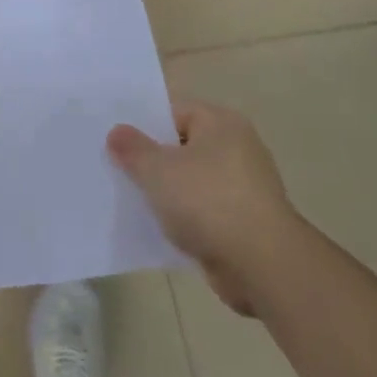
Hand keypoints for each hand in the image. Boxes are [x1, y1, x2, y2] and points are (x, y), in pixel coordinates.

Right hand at [108, 100, 300, 316]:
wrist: (262, 266)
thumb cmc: (208, 202)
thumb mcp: (157, 170)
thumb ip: (132, 148)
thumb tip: (117, 132)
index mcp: (221, 123)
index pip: (173, 111)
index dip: (142, 123)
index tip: (114, 139)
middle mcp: (237, 148)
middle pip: (182, 146)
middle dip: (151, 158)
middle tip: (115, 167)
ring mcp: (243, 187)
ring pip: (191, 180)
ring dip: (166, 191)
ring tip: (129, 197)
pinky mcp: (243, 221)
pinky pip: (202, 210)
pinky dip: (183, 217)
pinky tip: (157, 226)